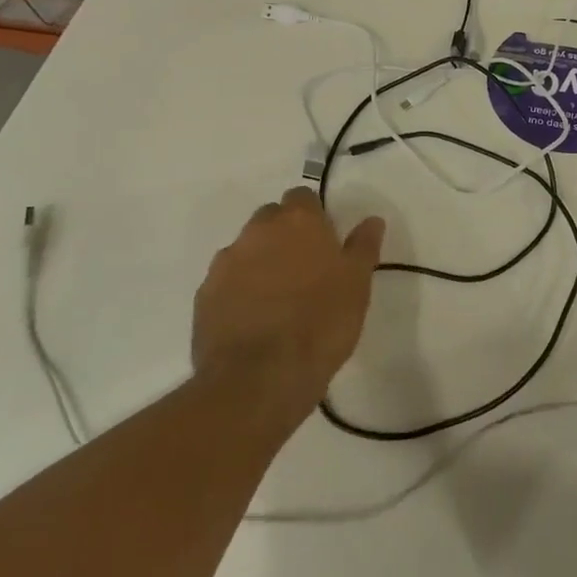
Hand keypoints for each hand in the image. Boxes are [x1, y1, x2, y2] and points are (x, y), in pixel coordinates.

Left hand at [193, 187, 384, 417]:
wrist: (259, 378)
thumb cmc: (321, 322)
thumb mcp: (357, 283)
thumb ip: (363, 246)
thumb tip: (371, 220)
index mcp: (298, 221)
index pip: (302, 197)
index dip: (314, 216)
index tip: (325, 241)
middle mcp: (257, 232)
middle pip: (270, 218)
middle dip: (284, 235)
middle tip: (304, 268)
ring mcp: (225, 263)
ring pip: (246, 250)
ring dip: (260, 262)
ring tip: (278, 298)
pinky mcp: (204, 296)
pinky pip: (226, 282)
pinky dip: (239, 291)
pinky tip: (254, 319)